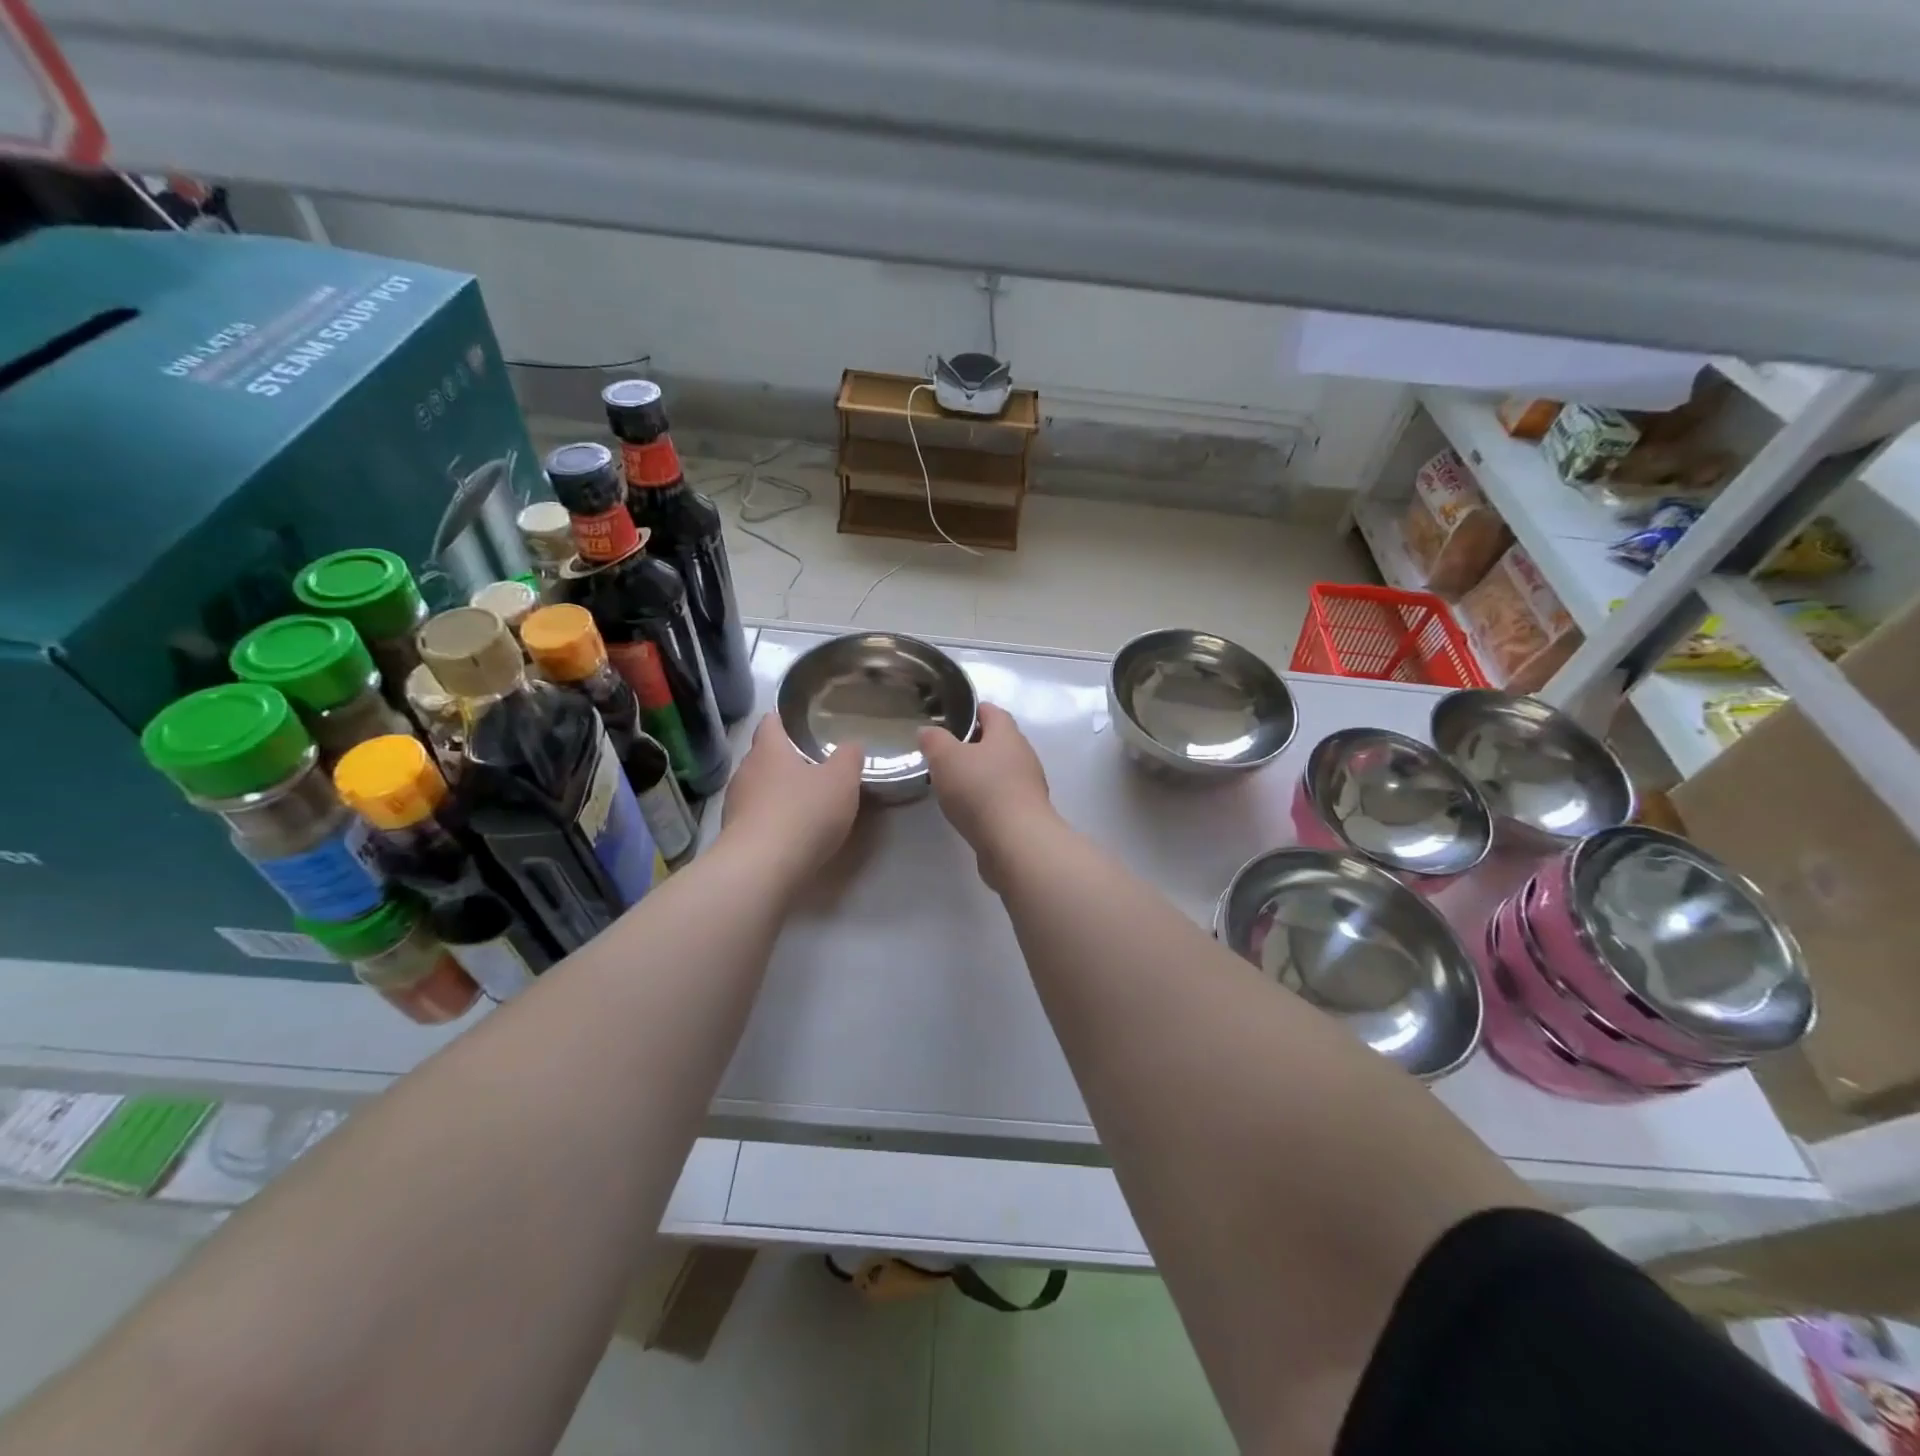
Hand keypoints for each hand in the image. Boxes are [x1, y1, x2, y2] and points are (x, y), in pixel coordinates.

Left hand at [722, 715, 863, 870]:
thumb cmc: (804, 813)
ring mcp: (734, 805)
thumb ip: (849, 759)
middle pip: (762, 756)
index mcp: (768, 749)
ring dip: (775, 792)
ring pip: (756, 788)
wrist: (761, 868)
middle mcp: (745, 771)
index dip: (782, 720)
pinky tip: (789, 832)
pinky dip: (770, 819)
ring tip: (801, 802)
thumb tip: (851, 746)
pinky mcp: (733, 835)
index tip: (797, 724)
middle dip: (783, 760)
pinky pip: (754, 818)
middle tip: (810, 766)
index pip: (770, 722)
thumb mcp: (841, 781)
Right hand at [918, 704, 1054, 880]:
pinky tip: (969, 810)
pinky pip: (1003, 797)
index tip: (948, 719)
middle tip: (944, 754)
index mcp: (1007, 733)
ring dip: (980, 774)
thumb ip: (934, 740)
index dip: (970, 711)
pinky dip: (987, 799)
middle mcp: (1023, 754)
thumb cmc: (981, 790)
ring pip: (1001, 771)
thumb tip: (927, 730)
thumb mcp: (945, 758)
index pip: (991, 711)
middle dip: (973, 745)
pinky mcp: (1026, 813)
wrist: (1016, 842)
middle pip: (998, 741)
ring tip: (953, 784)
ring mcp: (1028, 786)